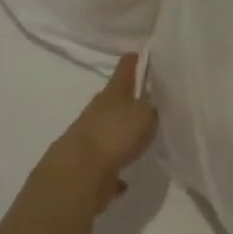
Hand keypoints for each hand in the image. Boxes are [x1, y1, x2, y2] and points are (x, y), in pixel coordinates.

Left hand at [51, 54, 157, 208]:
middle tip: (153, 100)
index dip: (136, 59)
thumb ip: (153, 106)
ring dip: (123, 134)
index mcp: (113, 92)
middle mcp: (99, 111)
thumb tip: (153, 103)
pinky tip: (126, 180)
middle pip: (117, 99)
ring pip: (111, 131)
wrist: (78, 174)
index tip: (146, 53)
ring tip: (142, 138)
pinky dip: (115, 169)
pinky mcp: (89, 166)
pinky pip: (108, 164)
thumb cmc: (115, 134)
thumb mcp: (145, 114)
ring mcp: (91, 138)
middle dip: (132, 98)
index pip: (126, 67)